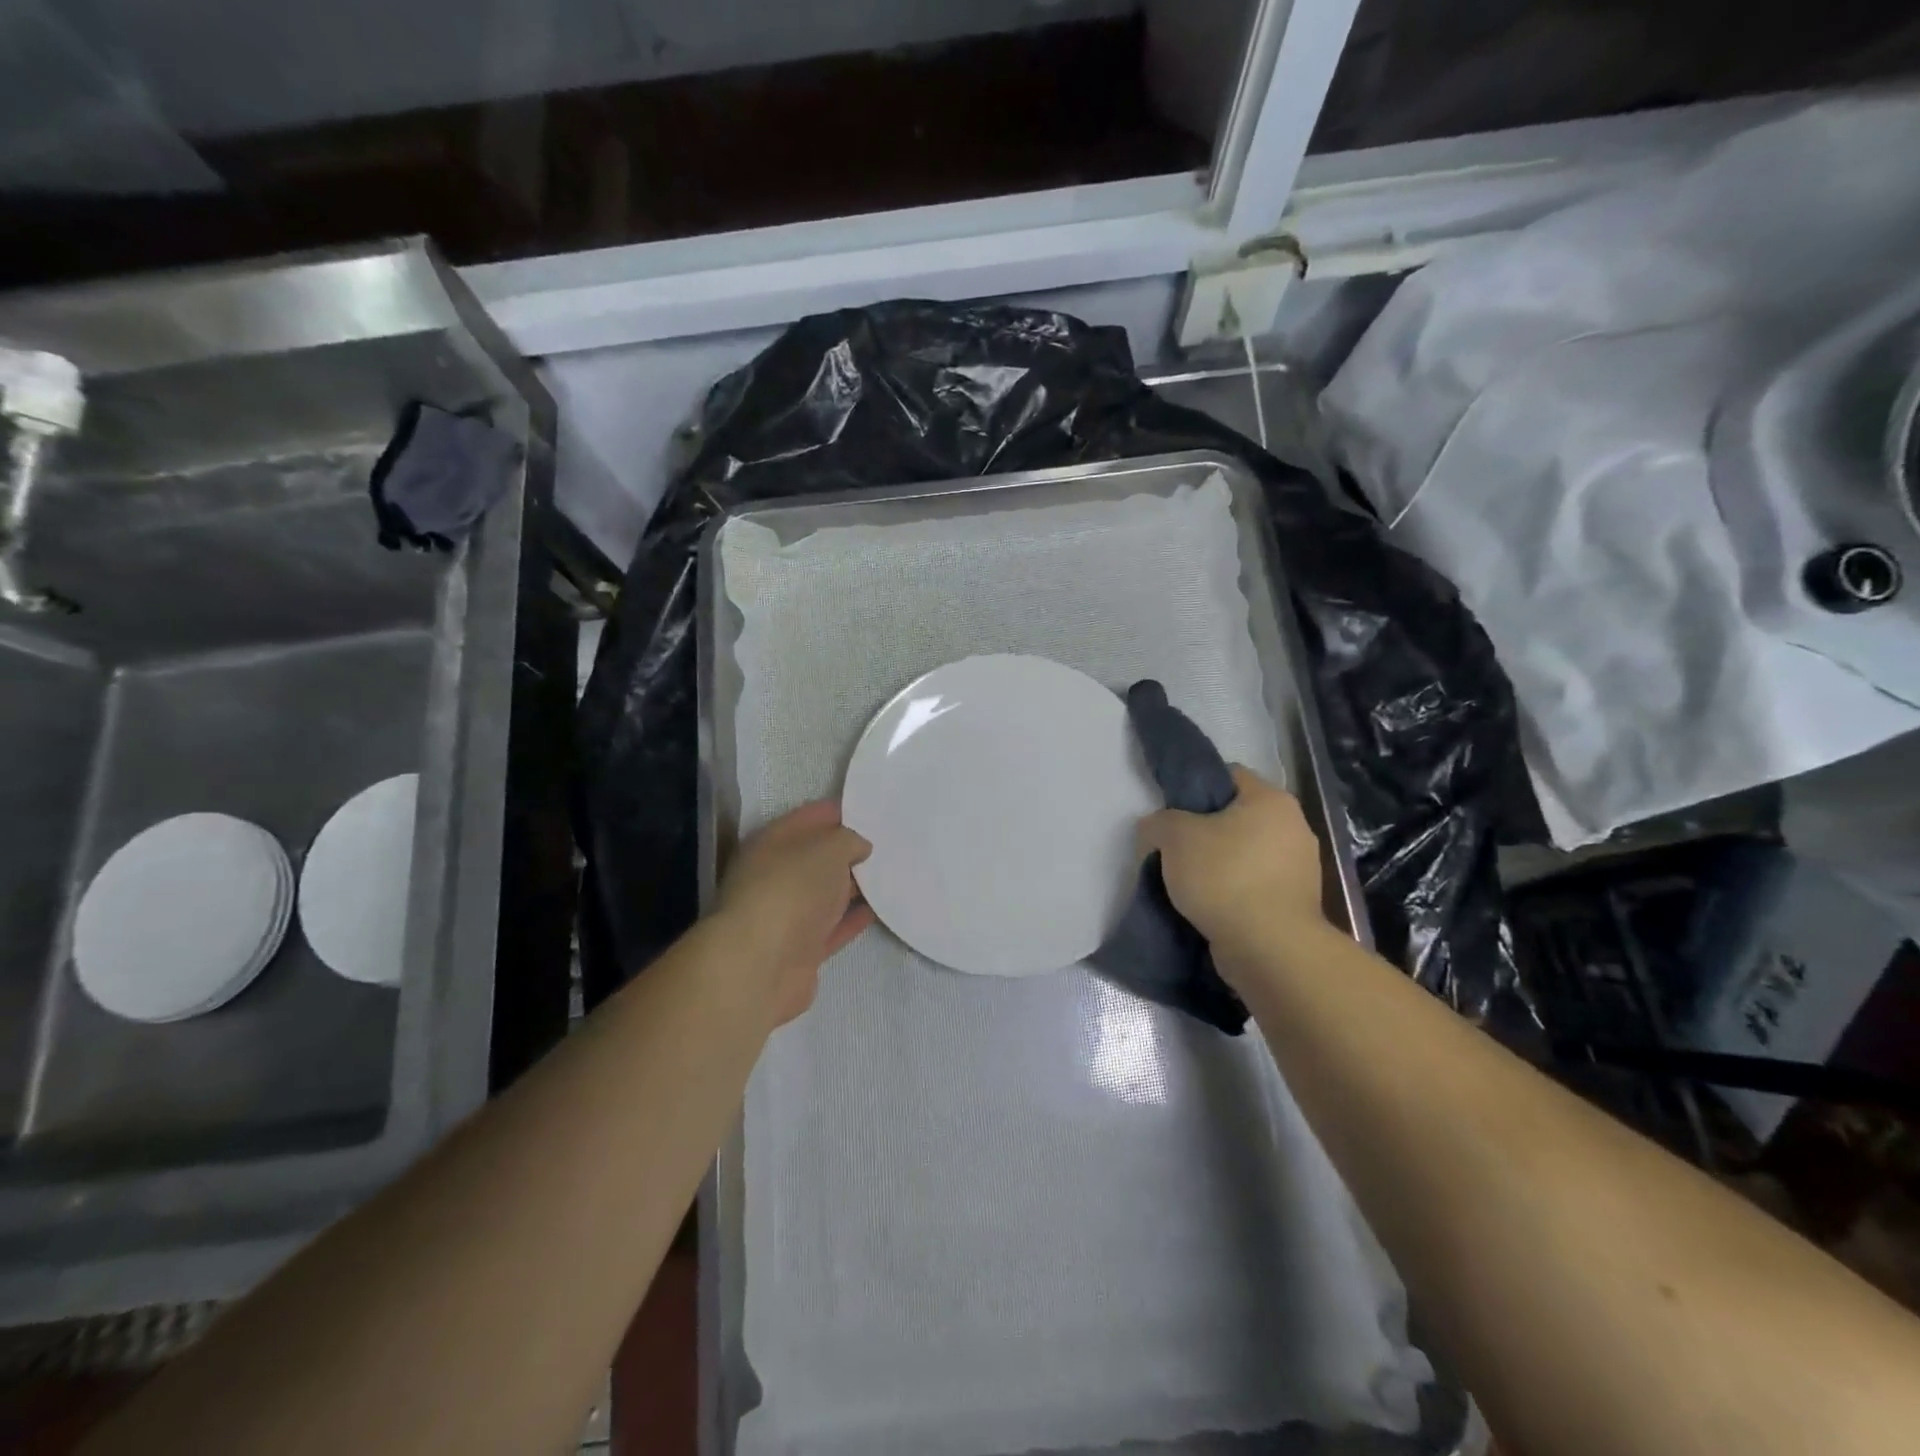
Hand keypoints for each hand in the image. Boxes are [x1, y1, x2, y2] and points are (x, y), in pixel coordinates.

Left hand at [715, 800, 873, 1025]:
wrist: (762, 964)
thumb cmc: (792, 889)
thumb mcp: (829, 848)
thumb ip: (849, 840)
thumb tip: (859, 847)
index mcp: (773, 841)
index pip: (810, 817)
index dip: (841, 812)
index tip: (874, 812)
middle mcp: (775, 875)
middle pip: (817, 857)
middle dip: (849, 851)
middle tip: (889, 845)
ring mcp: (786, 914)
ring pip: (825, 893)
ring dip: (853, 886)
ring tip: (890, 875)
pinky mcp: (800, 949)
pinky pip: (832, 927)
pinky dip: (852, 919)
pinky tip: (878, 910)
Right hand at [1136, 766, 1325, 964]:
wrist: (1269, 948)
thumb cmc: (1224, 877)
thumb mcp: (1174, 837)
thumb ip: (1159, 823)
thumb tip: (1156, 829)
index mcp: (1272, 800)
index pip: (1228, 775)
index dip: (1195, 787)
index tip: (1171, 811)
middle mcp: (1294, 827)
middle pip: (1236, 816)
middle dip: (1204, 830)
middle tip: (1173, 848)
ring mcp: (1300, 868)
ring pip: (1245, 853)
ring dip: (1218, 864)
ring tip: (1187, 882)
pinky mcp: (1295, 903)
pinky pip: (1254, 885)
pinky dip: (1233, 891)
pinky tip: (1209, 905)